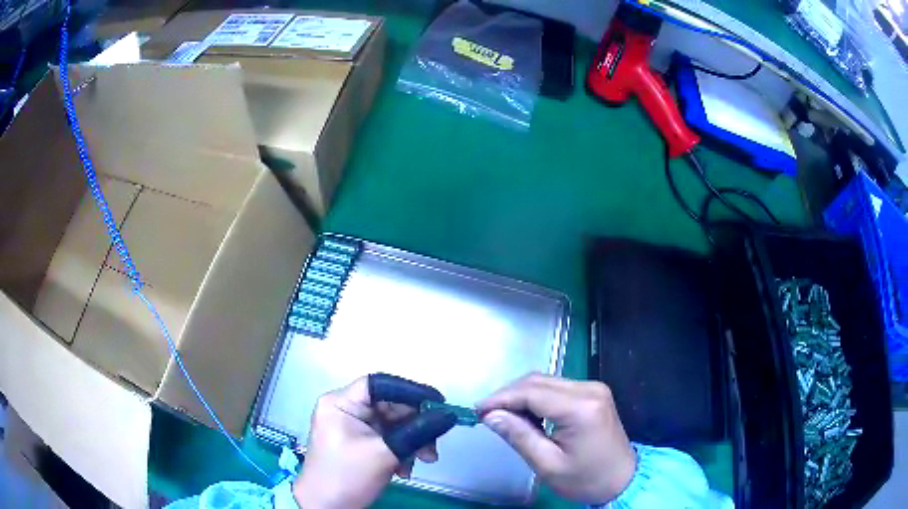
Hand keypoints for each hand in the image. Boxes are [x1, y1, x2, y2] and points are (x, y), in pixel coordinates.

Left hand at [293, 374, 457, 508]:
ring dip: (412, 442)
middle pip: (391, 406)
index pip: (380, 384)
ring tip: (424, 461)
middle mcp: (346, 409)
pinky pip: (388, 439)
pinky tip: (404, 469)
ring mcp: (353, 427)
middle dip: (416, 426)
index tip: (438, 403)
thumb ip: (417, 431)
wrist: (326, 507)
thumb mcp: (384, 453)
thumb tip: (448, 415)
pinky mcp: (360, 444)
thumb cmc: (347, 476)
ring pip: (393, 424)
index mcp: (341, 403)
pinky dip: (401, 451)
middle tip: (433, 445)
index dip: (411, 391)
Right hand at [477, 373, 635, 504]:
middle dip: (508, 394)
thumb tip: (490, 416)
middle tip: (486, 414)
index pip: (532, 392)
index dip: (501, 398)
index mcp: (581, 408)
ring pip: (546, 381)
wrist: (622, 480)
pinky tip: (525, 414)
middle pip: (538, 380)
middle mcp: (589, 389)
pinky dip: (536, 397)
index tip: (477, 410)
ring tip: (502, 416)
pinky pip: (557, 387)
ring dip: (521, 395)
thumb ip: (519, 436)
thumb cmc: (586, 479)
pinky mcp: (594, 393)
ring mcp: (594, 388)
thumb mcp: (548, 465)